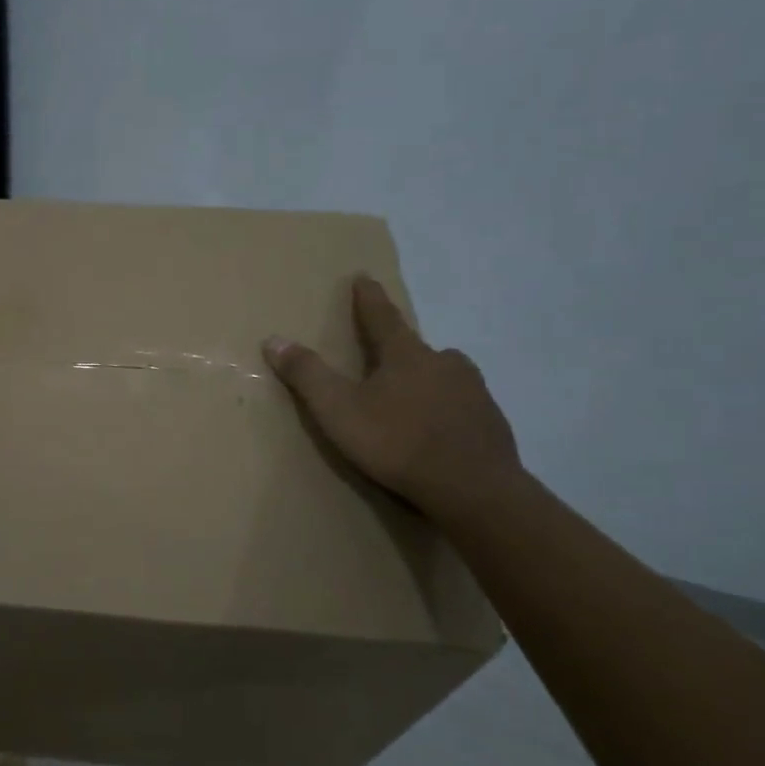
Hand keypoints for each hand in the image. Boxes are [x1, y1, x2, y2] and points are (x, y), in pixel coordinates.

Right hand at [263, 276, 522, 524]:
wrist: (473, 488)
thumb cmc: (397, 443)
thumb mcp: (338, 410)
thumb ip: (307, 375)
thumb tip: (274, 339)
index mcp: (406, 355)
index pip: (381, 317)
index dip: (368, 298)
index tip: (363, 277)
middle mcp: (445, 362)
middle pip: (415, 349)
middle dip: (397, 351)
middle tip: (382, 359)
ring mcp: (474, 391)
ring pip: (442, 376)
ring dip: (423, 381)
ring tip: (407, 401)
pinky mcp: (491, 421)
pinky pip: (460, 405)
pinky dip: (444, 410)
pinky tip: (435, 432)